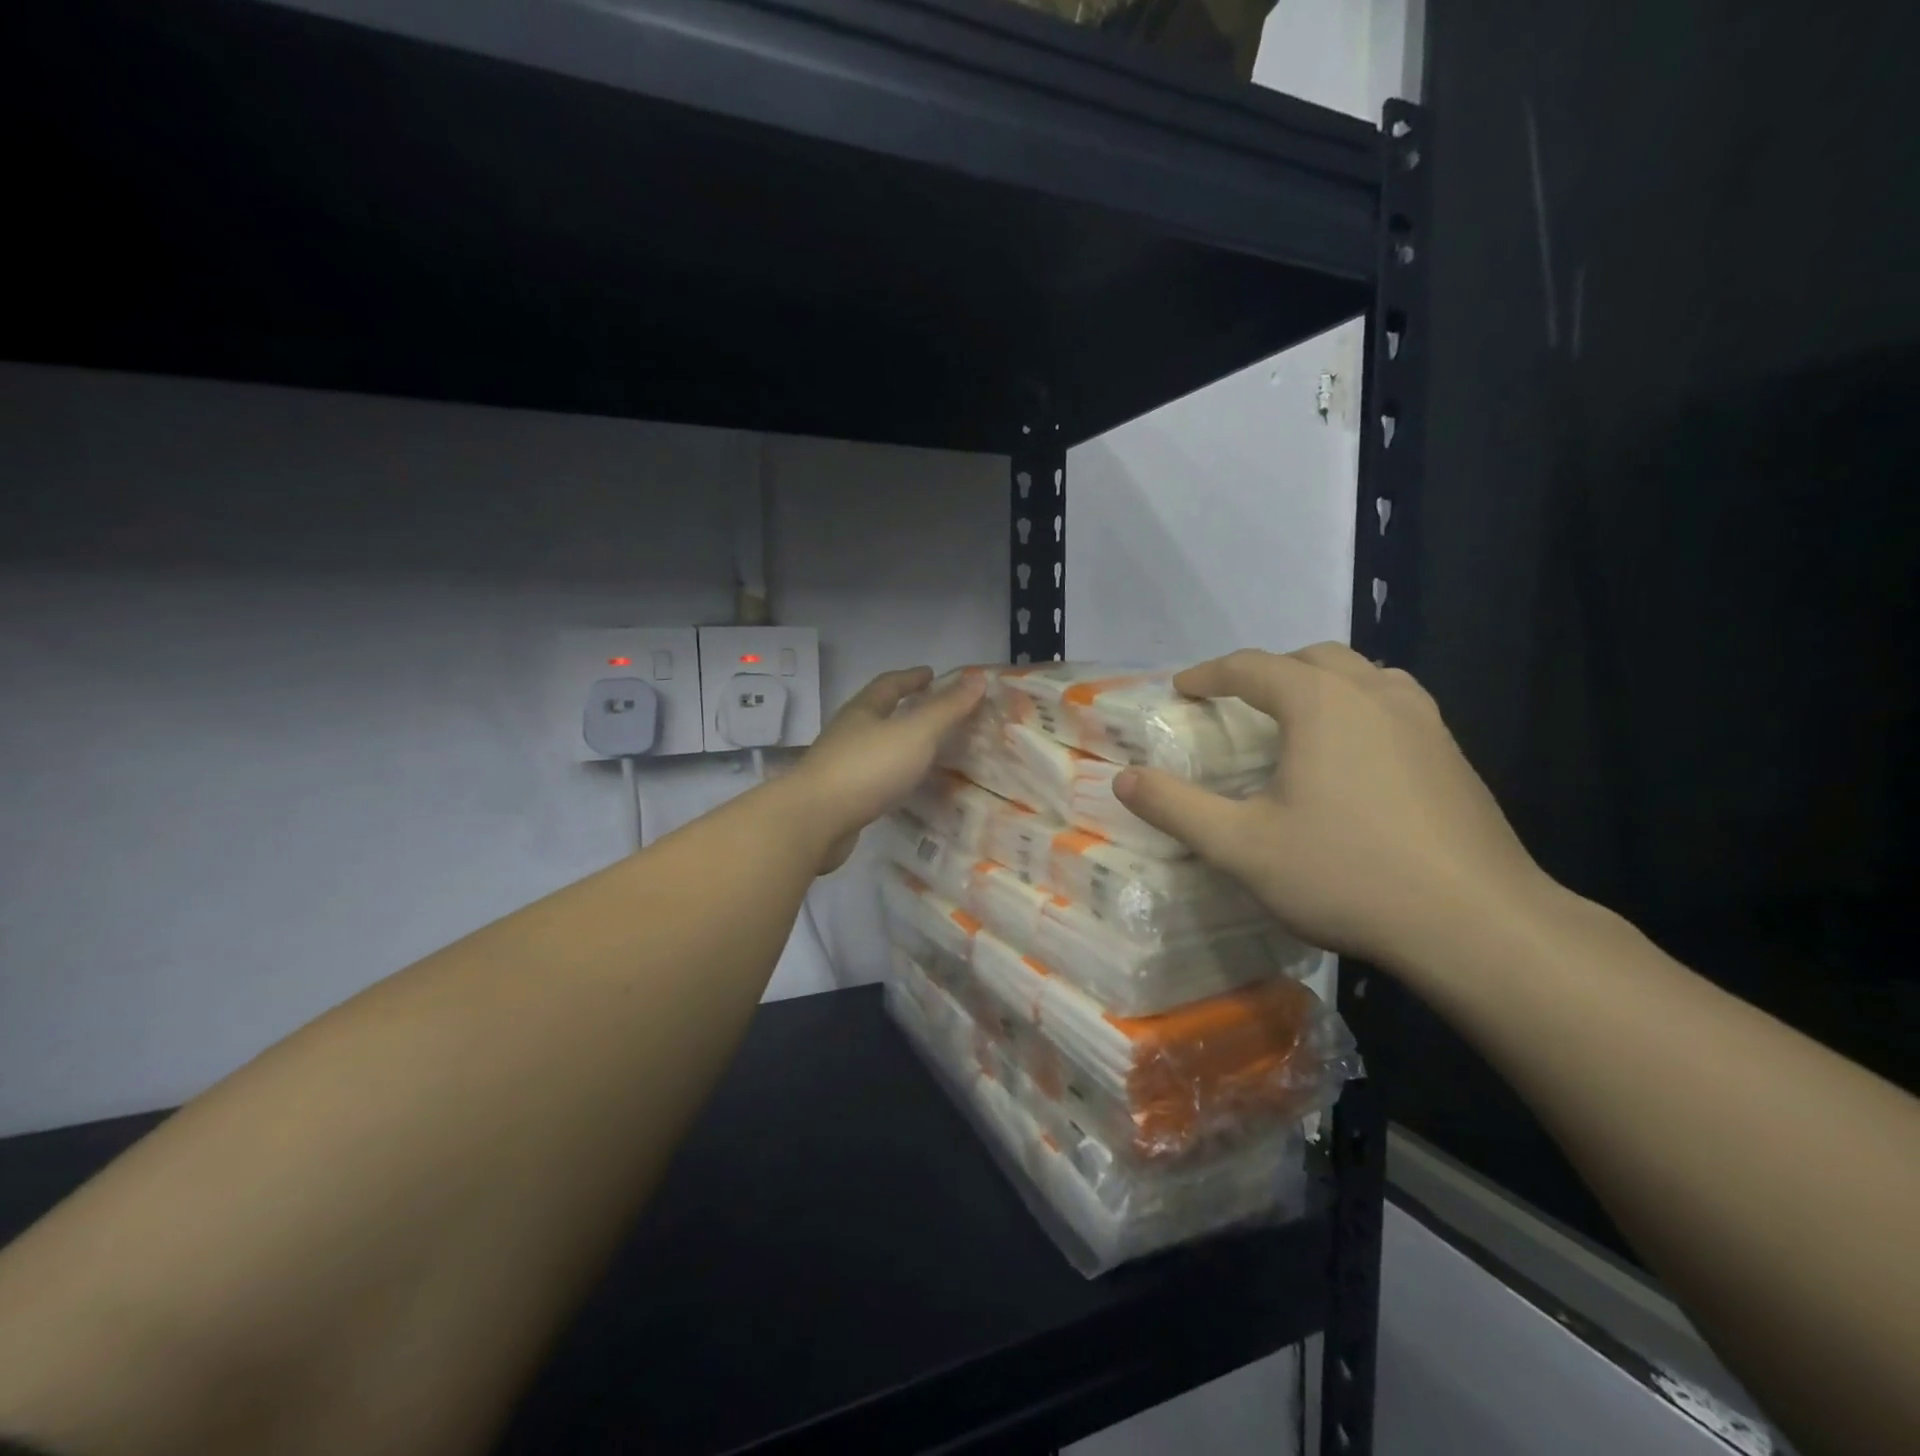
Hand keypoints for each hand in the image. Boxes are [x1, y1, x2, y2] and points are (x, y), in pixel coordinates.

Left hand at [788, 667, 986, 872]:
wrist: (815, 821)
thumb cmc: (868, 768)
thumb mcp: (916, 733)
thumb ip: (947, 708)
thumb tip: (977, 677)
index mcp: (863, 711)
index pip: (889, 684)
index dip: (911, 677)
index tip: (931, 674)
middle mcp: (848, 733)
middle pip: (877, 713)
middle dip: (903, 708)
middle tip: (934, 711)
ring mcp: (840, 766)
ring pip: (874, 746)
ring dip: (897, 743)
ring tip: (925, 750)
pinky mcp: (840, 798)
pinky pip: (872, 777)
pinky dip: (891, 774)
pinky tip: (904, 786)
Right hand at [1113, 645, 1548, 972]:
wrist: (1476, 923)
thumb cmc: (1347, 874)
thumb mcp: (1242, 847)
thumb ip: (1176, 808)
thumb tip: (1123, 779)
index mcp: (1319, 703)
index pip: (1251, 667)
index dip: (1209, 674)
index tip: (1181, 690)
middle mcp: (1374, 694)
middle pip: (1311, 657)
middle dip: (1267, 670)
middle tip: (1236, 702)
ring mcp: (1423, 720)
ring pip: (1362, 674)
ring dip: (1320, 682)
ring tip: (1297, 717)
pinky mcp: (1452, 754)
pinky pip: (1394, 704)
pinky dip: (1358, 707)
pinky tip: (1354, 754)